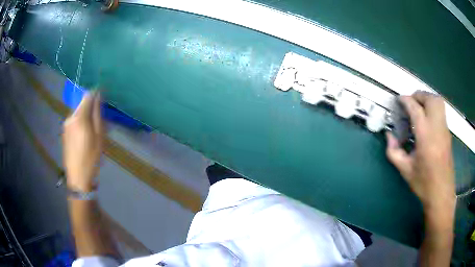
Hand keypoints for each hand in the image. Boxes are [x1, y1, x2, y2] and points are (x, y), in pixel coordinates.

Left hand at [63, 92, 103, 191]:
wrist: (78, 177)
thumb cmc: (91, 158)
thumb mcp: (99, 136)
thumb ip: (97, 114)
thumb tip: (98, 95)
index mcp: (79, 117)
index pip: (88, 95)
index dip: (96, 95)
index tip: (102, 102)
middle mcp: (70, 117)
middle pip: (82, 104)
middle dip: (90, 109)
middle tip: (98, 124)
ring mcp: (65, 125)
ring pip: (77, 113)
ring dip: (85, 117)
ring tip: (91, 133)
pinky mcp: (64, 132)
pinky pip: (73, 121)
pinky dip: (80, 123)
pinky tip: (83, 138)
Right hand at [386, 91, 455, 228]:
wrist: (441, 193)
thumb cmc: (423, 183)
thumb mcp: (405, 170)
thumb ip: (394, 151)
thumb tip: (388, 135)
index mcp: (425, 136)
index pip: (415, 108)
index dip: (406, 100)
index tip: (398, 100)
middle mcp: (437, 127)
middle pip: (430, 99)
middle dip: (418, 95)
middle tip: (410, 103)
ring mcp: (444, 129)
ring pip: (438, 102)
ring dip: (427, 99)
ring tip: (419, 107)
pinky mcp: (448, 133)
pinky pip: (441, 111)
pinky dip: (433, 107)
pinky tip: (427, 120)